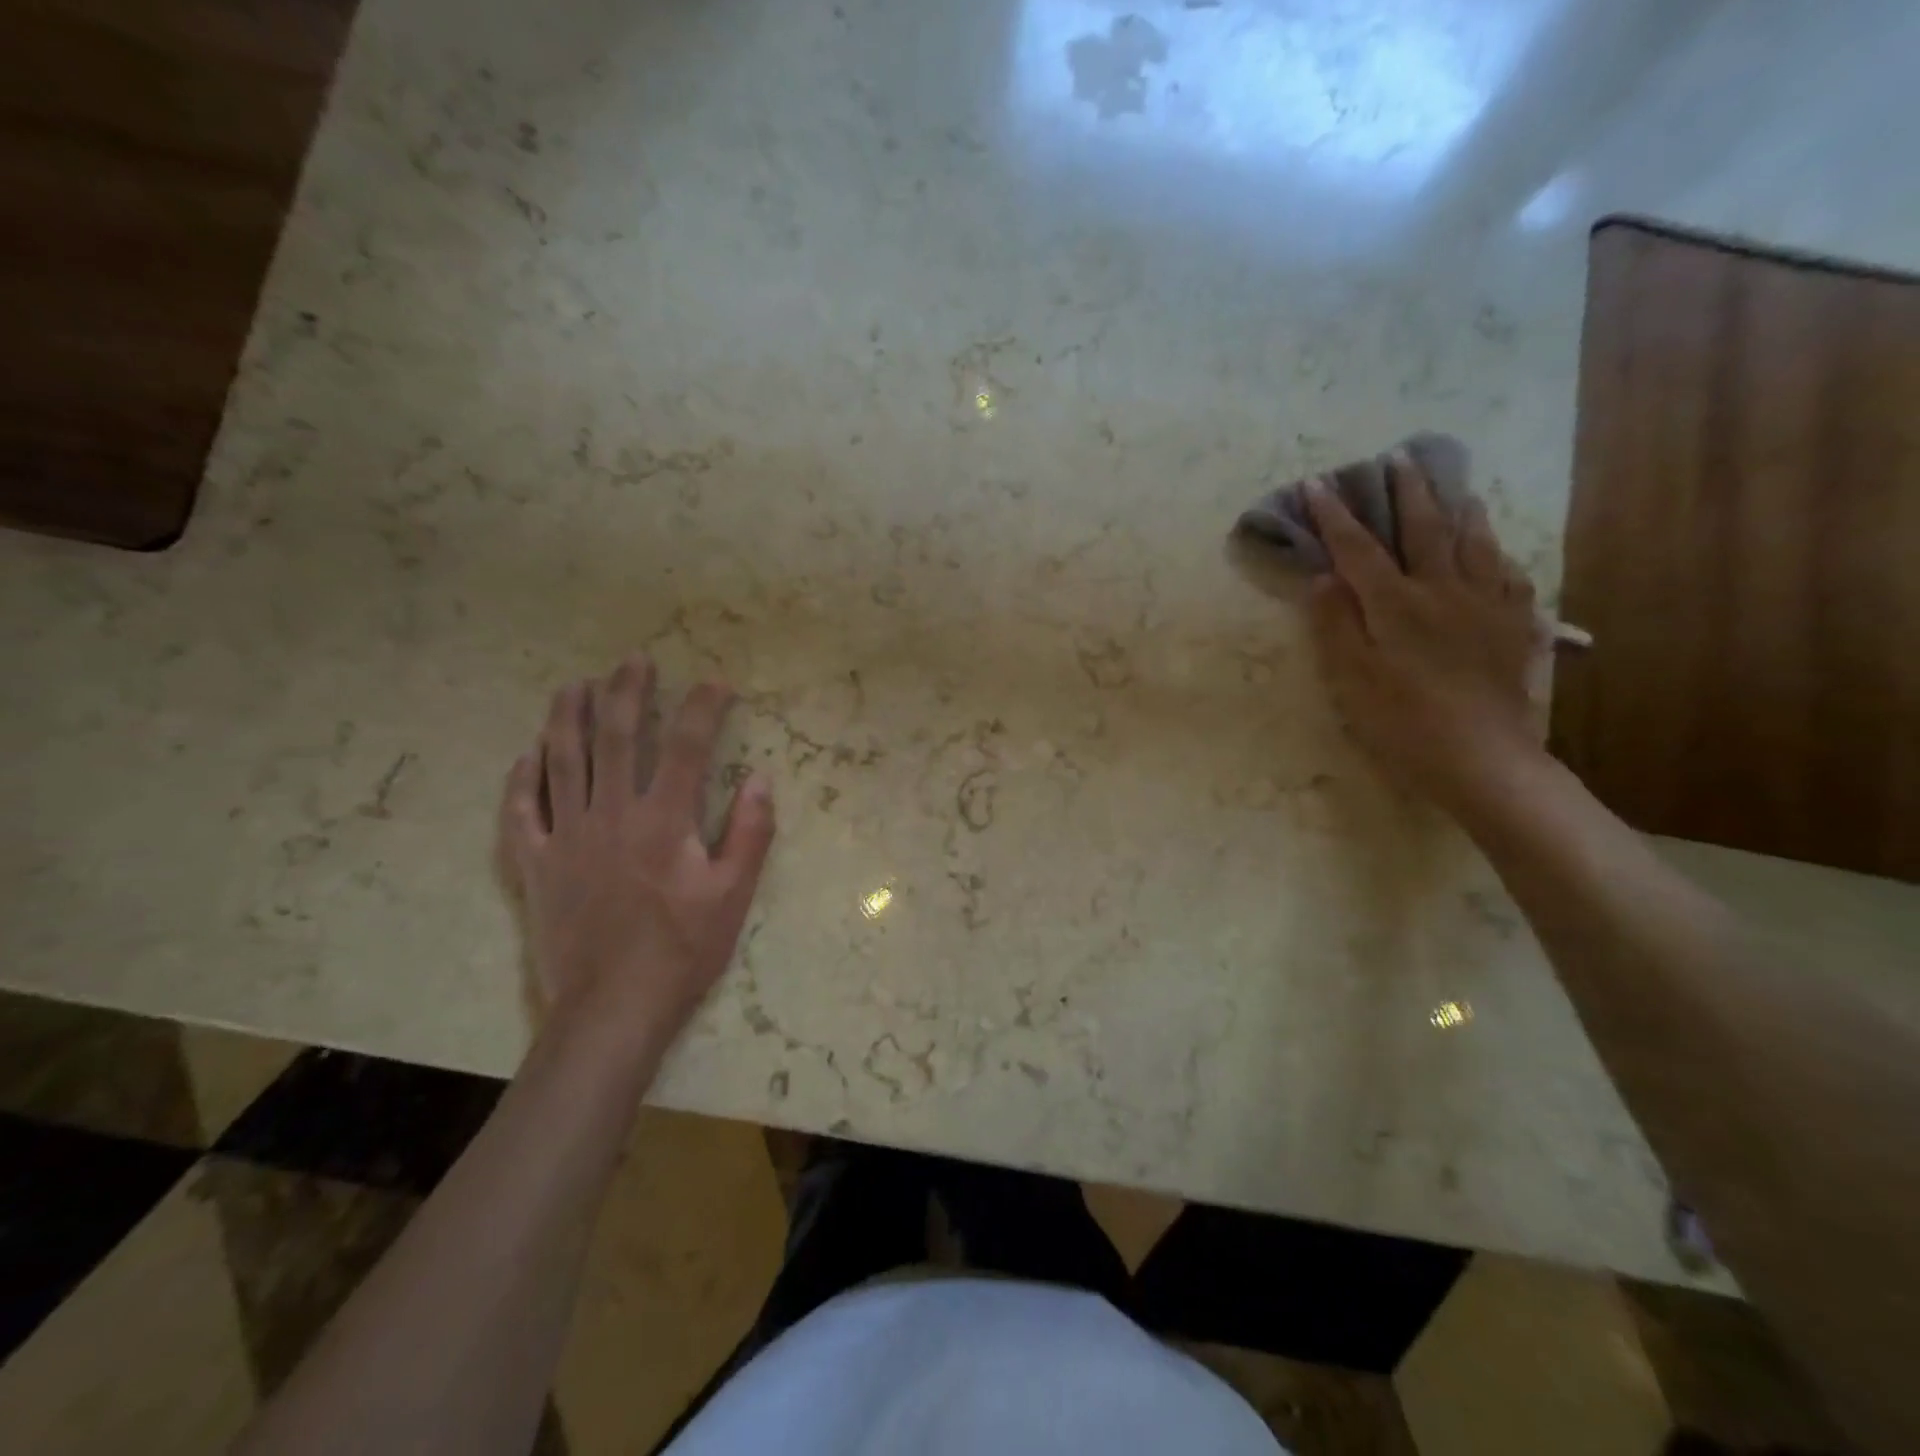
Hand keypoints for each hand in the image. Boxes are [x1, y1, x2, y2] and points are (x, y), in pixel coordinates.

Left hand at [498, 656, 775, 1057]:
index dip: (704, 708)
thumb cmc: (682, 951)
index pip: (687, 746)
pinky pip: (521, 812)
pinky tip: (526, 756)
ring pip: (562, 761)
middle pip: (617, 737)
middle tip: (634, 661)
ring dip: (568, 717)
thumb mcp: (733, 895)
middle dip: (628, 692)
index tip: (718, 684)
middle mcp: (611, 814)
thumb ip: (750, 832)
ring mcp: (566, 837)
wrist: (611, 1008)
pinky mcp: (536, 864)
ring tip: (575, 685)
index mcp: (664, 820)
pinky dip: (522, 779)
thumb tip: (762, 778)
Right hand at [1305, 453, 1544, 817]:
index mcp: (1396, 604)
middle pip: (1424, 529)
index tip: (1316, 483)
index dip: (1335, 515)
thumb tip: (1322, 576)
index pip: (1358, 548)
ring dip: (1460, 509)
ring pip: (1474, 543)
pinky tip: (1493, 550)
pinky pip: (1508, 575)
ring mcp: (1486, 606)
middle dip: (1407, 491)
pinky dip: (1496, 552)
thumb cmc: (1401, 723)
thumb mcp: (1350, 679)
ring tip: (1455, 488)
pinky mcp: (1514, 628)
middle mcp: (1443, 591)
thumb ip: (1334, 624)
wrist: (1482, 759)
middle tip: (1399, 457)